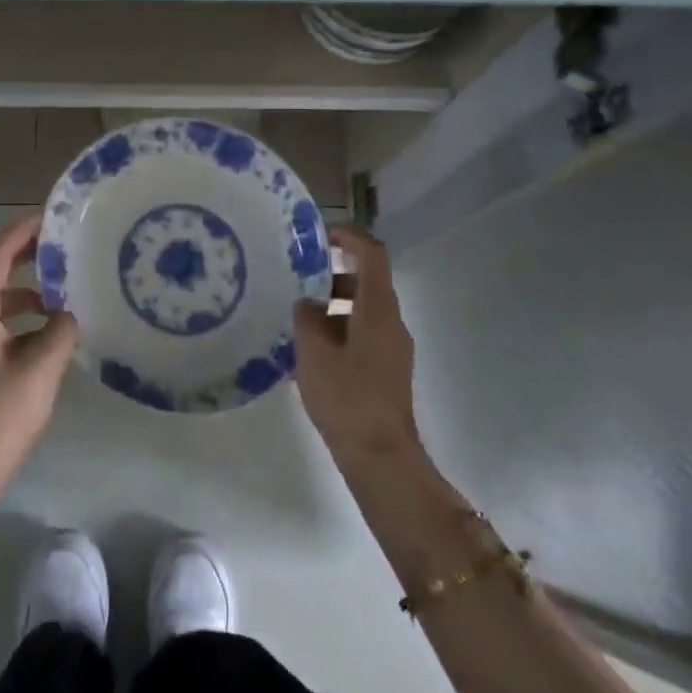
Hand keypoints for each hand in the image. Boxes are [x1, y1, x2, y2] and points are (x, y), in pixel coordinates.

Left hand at [0, 214, 76, 546]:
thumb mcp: (39, 371)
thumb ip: (60, 334)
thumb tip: (71, 315)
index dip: (20, 232)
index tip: (51, 218)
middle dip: (24, 254)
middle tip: (61, 246)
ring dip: (26, 289)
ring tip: (64, 290)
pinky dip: (22, 317)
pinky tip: (51, 332)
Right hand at [293, 225, 422, 470]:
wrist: (380, 457)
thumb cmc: (347, 397)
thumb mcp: (313, 352)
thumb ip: (307, 318)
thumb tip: (308, 305)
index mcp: (378, 309)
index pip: (372, 255)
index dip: (349, 237)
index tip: (321, 235)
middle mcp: (391, 322)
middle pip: (366, 283)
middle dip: (332, 278)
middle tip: (298, 282)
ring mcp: (393, 349)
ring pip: (363, 312)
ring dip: (333, 308)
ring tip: (298, 322)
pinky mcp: (387, 371)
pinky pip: (363, 335)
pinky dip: (339, 331)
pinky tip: (310, 353)